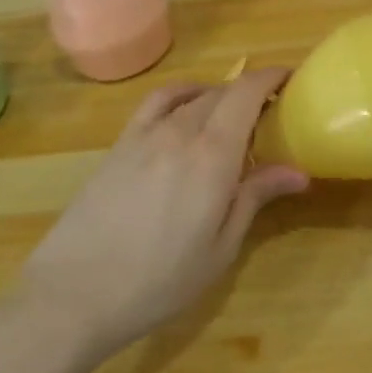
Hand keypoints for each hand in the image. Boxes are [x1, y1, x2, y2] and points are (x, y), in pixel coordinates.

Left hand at [6, 68, 307, 366]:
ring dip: (219, 96)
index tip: (291, 79)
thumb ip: (255, 198)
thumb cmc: (159, 280)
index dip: (271, 77)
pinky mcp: (119, 145)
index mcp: (213, 155)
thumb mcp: (220, 248)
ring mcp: (145, 135)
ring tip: (231, 115)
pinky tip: (186, 110)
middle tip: (270, 114)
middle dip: (251, 93)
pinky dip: (181, 95)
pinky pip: (157, 103)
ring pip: (192, 96)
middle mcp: (180, 132)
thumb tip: (298, 171)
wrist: (73, 295)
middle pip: (222, 93)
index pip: (247, 93)